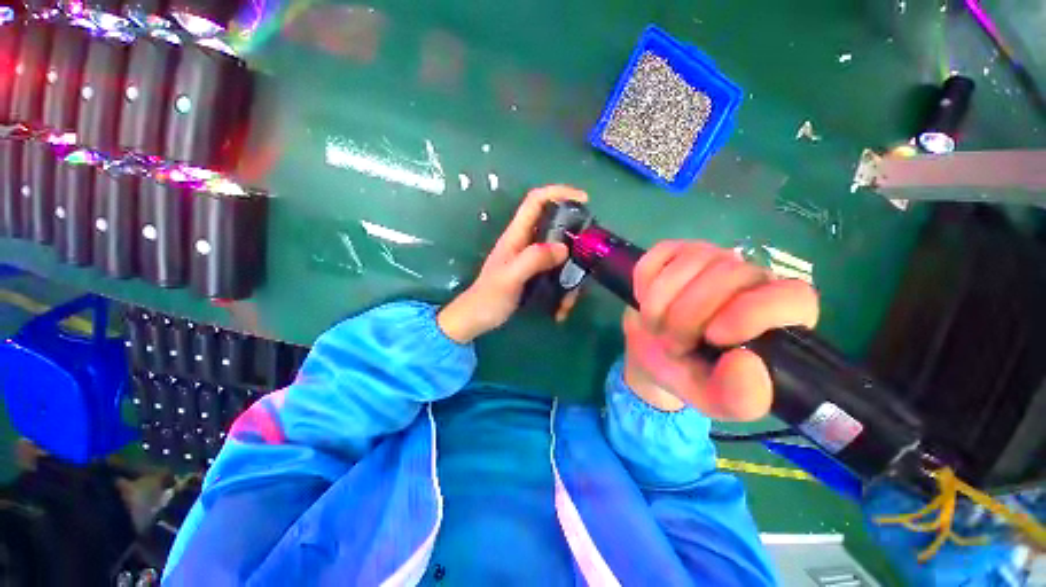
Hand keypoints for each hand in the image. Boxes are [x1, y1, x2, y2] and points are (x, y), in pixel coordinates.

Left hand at [437, 186, 588, 342]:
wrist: (476, 318)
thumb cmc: (489, 297)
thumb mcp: (510, 277)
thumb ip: (533, 259)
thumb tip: (564, 248)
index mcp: (517, 235)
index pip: (536, 201)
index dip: (558, 192)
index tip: (583, 199)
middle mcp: (526, 243)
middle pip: (556, 227)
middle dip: (574, 243)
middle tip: (588, 260)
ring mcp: (532, 260)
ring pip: (560, 256)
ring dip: (570, 277)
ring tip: (568, 303)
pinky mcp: (535, 275)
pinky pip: (557, 275)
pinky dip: (563, 291)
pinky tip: (560, 311)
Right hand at [622, 241, 818, 419]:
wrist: (653, 354)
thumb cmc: (690, 375)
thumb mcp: (715, 401)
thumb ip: (740, 397)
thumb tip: (747, 362)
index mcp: (777, 319)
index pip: (792, 296)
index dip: (753, 312)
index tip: (714, 337)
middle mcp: (751, 280)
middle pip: (729, 274)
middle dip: (687, 315)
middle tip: (672, 344)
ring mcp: (712, 259)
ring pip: (691, 261)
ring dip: (660, 301)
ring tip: (657, 326)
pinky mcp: (677, 251)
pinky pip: (659, 254)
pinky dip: (645, 281)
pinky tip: (645, 299)